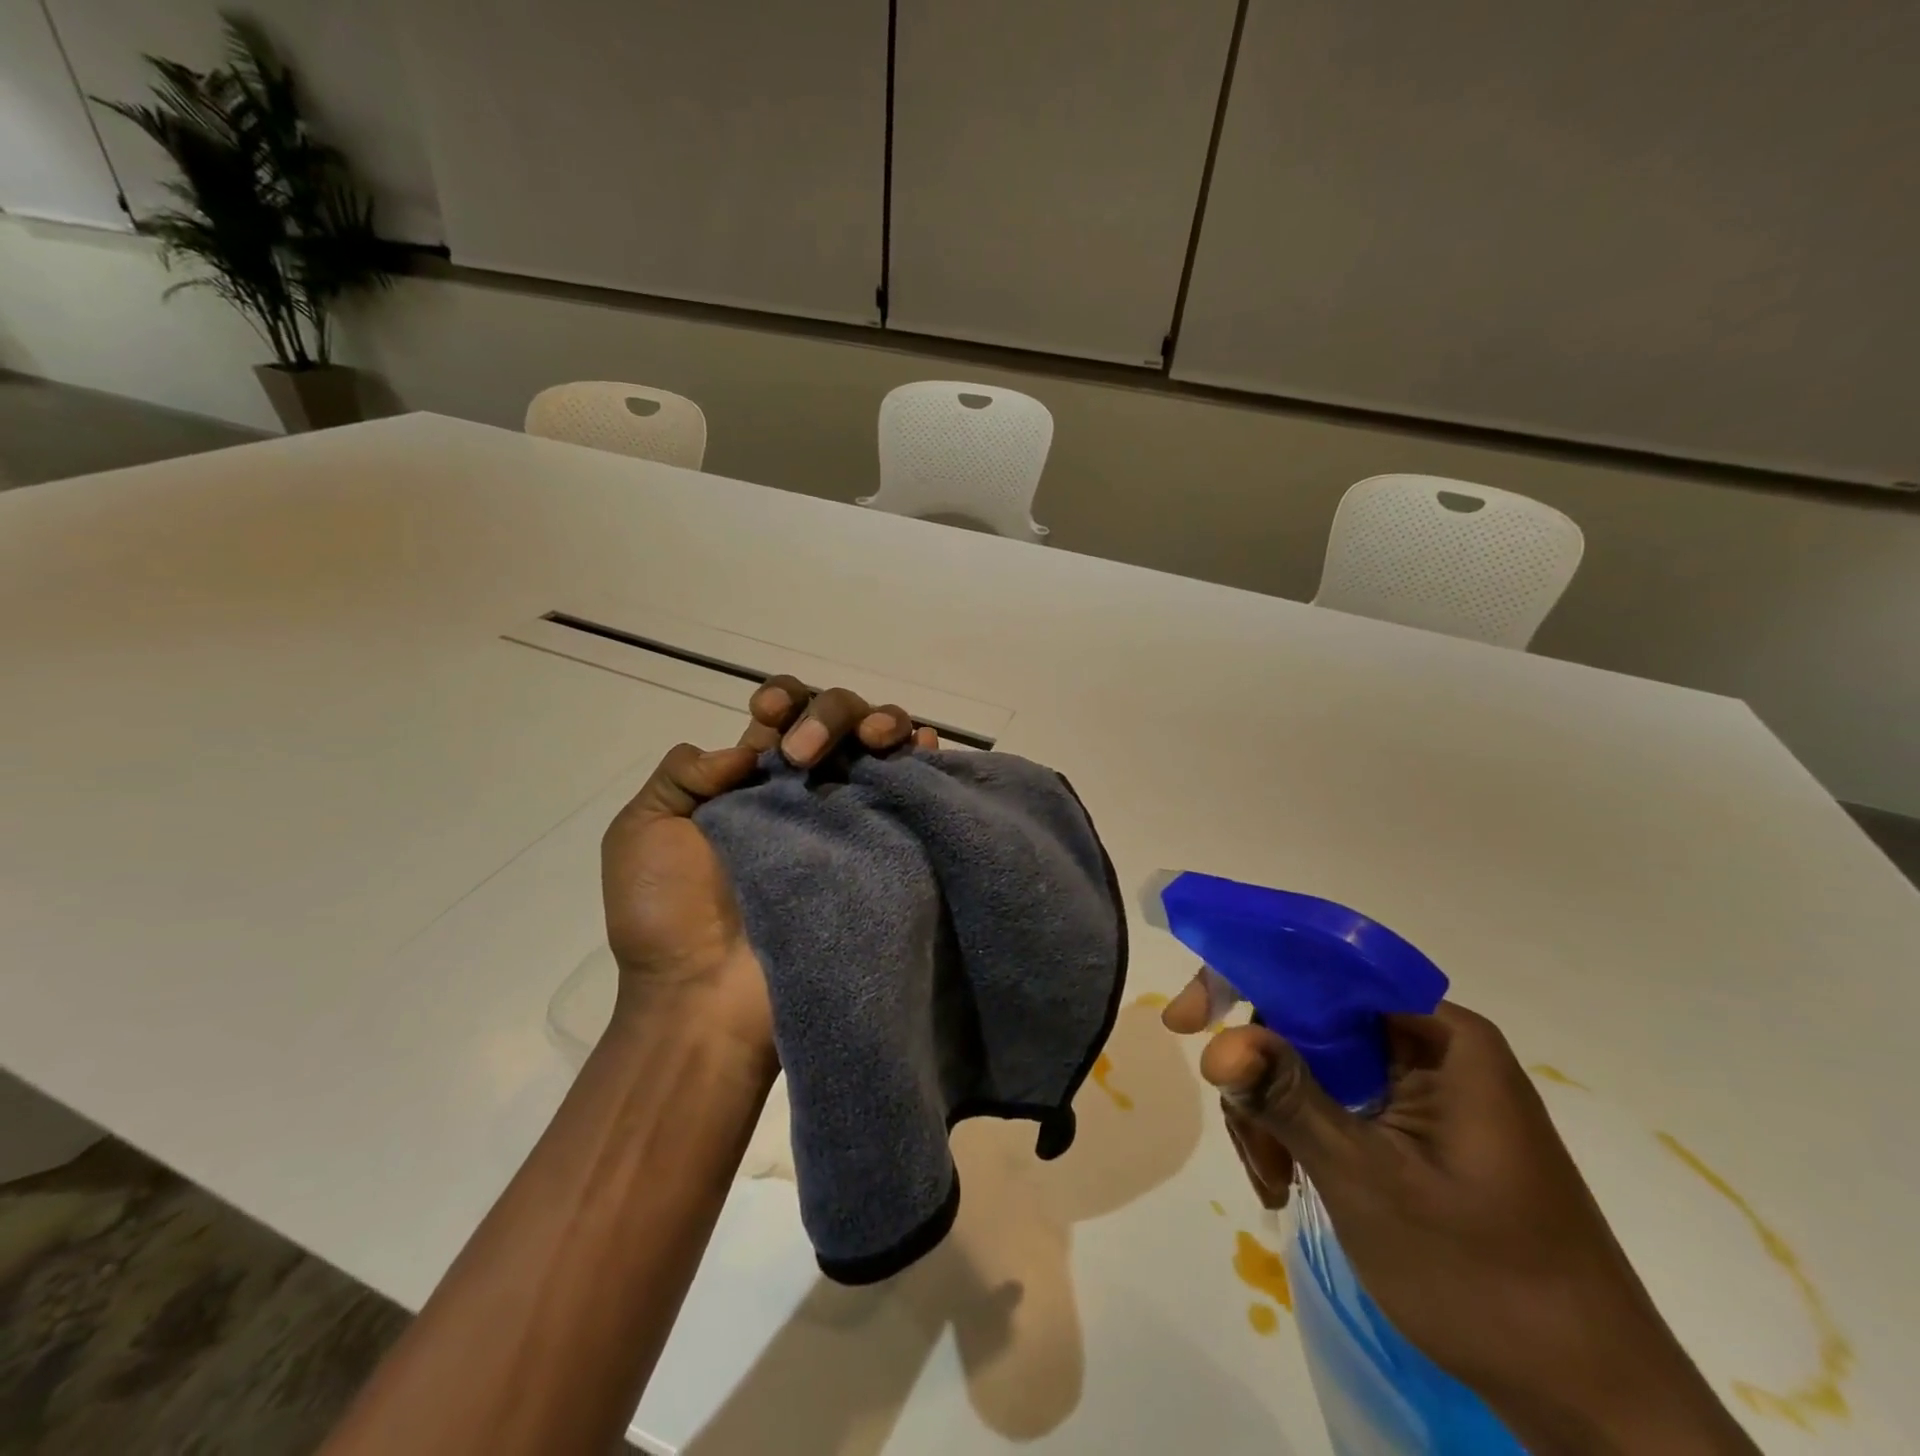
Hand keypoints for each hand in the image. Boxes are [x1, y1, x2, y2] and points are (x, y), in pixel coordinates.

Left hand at [599, 678, 935, 1059]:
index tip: (768, 714)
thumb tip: (746, 748)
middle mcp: (806, 791)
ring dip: (883, 723)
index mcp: (751, 781)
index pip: (784, 714)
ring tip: (877, 740)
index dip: (785, 699)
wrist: (704, 999)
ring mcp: (848, 820)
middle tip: (805, 756)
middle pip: (838, 719)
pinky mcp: (881, 850)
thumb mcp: (642, 832)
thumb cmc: (665, 918)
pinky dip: (924, 762)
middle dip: (831, 712)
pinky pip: (913, 795)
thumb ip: (682, 774)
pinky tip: (924, 748)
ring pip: (881, 746)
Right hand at [1163, 978, 1757, 1455]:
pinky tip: (1288, 1185)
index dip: (1245, 979)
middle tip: (1247, 1138)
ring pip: (1312, 1066)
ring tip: (1274, 1181)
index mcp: (1438, 1034)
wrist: (1593, 1407)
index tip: (1187, 1023)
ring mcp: (1423, 1091)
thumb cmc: (1487, 1279)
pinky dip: (1299, 1138)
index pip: (1320, 970)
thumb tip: (1215, 1045)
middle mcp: (1430, 1047)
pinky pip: (1334, 1104)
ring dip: (1275, 1116)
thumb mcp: (1370, 1180)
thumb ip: (1288, 1099)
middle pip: (1308, 1021)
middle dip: (1261, 1074)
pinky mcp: (1416, 1132)